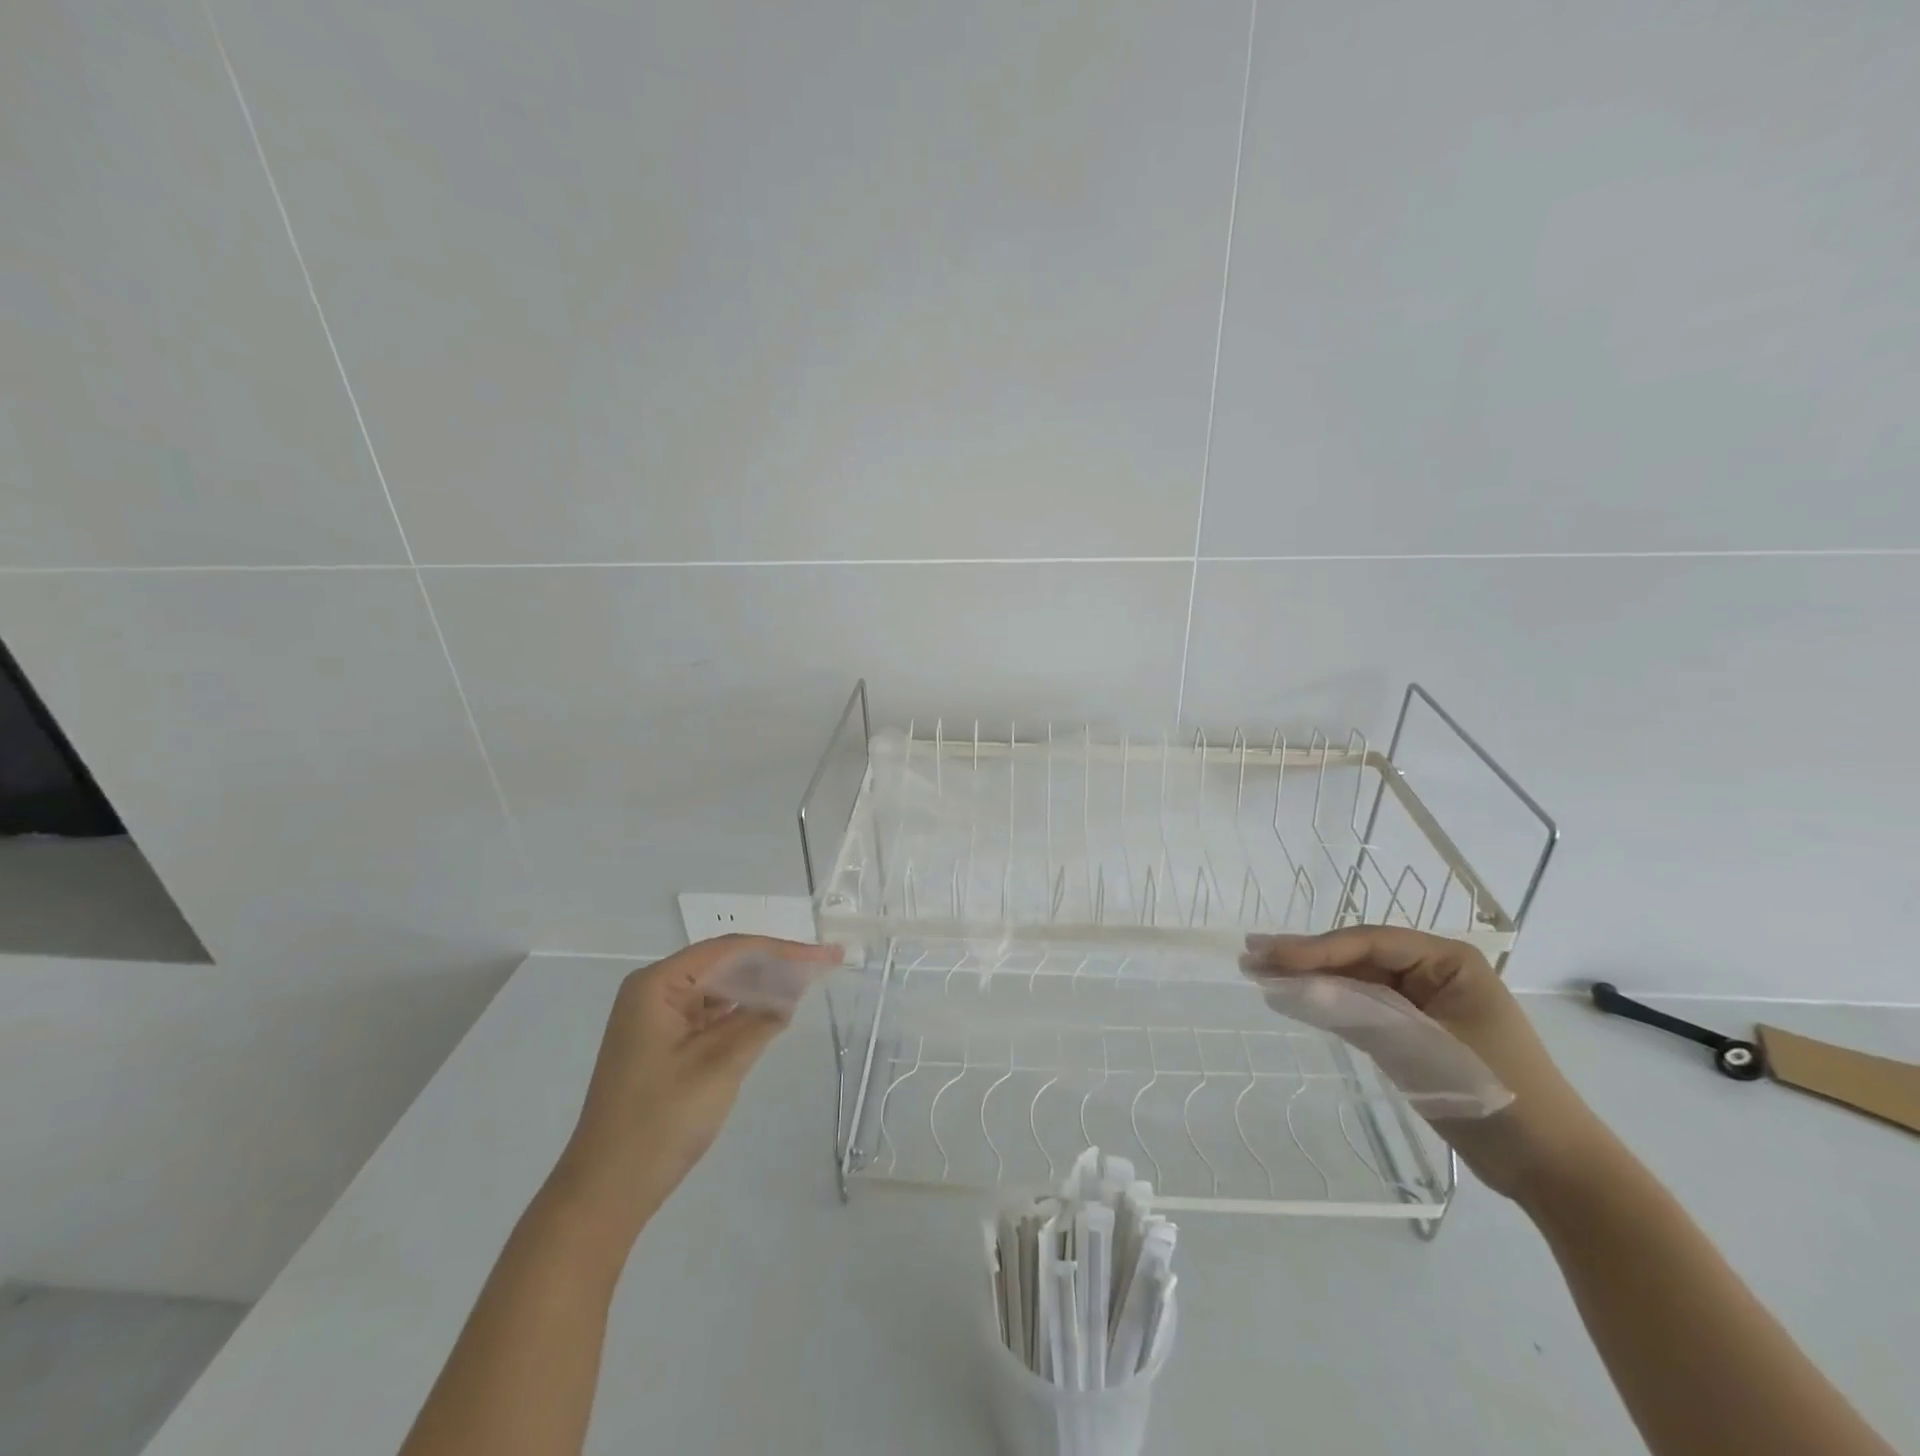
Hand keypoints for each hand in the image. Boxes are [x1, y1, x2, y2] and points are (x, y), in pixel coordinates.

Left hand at [550, 935, 842, 1228]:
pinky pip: (710, 1012)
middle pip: (724, 963)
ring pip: (719, 987)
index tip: (824, 955)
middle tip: (823, 964)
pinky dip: (742, 1011)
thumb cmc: (659, 1122)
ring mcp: (656, 1017)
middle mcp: (654, 990)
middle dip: (774, 963)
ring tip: (807, 981)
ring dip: (760, 986)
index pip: (729, 950)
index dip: (781, 949)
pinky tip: (773, 1011)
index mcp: (657, 984)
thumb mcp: (719, 1066)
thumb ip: (760, 1021)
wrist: (605, 1192)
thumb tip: (794, 989)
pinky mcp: (663, 1041)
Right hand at [1241, 927, 1608, 1202]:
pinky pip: (1362, 1008)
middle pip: (1357, 956)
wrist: (1552, 1169)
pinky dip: (1327, 1005)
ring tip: (1259, 971)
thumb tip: (1289, 987)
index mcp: (1449, 960)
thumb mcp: (1423, 1048)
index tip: (1269, 954)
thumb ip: (1357, 1012)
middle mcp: (1433, 972)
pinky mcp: (1412, 1032)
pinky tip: (1291, 999)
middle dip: (1305, 957)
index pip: (1370, 942)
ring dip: (1309, 978)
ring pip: (1355, 980)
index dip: (1315, 947)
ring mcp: (1422, 1002)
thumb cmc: (1496, 1094)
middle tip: (1251, 954)